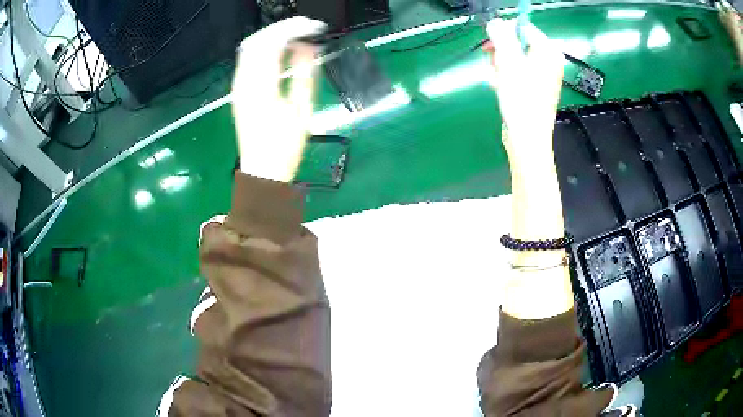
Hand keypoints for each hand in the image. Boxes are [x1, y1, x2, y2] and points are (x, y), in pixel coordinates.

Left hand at [232, 17, 326, 182]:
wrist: (262, 170)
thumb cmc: (284, 147)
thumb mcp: (302, 110)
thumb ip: (304, 73)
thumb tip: (309, 47)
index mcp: (261, 86)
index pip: (272, 42)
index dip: (294, 28)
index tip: (315, 27)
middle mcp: (244, 82)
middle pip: (258, 39)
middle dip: (283, 27)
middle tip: (307, 27)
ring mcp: (238, 86)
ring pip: (250, 47)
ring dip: (273, 36)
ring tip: (297, 35)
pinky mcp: (239, 90)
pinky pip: (248, 59)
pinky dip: (265, 48)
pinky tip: (280, 50)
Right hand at [483, 19, 564, 165]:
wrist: (527, 137)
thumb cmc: (521, 97)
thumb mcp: (509, 61)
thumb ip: (501, 35)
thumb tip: (495, 22)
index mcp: (548, 52)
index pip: (523, 27)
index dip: (504, 32)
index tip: (491, 43)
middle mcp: (548, 61)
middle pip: (517, 43)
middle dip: (500, 53)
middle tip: (494, 64)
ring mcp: (542, 76)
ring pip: (513, 59)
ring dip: (499, 66)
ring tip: (497, 80)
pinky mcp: (534, 88)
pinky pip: (516, 73)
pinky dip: (504, 77)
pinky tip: (499, 87)